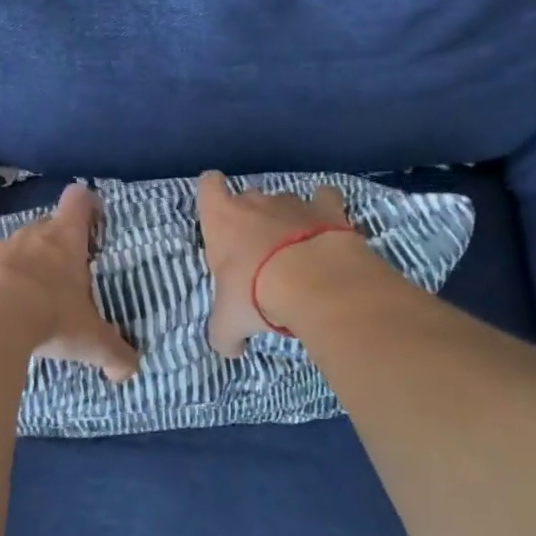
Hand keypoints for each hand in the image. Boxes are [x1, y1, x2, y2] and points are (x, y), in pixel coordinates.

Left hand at [0, 183, 139, 381]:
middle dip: (56, 246)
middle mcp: (32, 236)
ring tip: (31, 300)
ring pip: (17, 249)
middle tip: (67, 276)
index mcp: (65, 240)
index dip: (86, 204)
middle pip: (47, 226)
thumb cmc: (49, 316)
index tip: (93, 219)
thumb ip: (113, 352)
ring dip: (24, 267)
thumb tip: (130, 371)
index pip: (78, 200)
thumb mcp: (89, 340)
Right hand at [197, 170, 360, 356]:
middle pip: (248, 198)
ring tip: (297, 255)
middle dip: (252, 221)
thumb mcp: (228, 323)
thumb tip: (230, 349)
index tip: (219, 214)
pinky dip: (326, 211)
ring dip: (288, 222)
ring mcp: (292, 202)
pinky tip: (328, 232)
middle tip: (260, 256)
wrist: (313, 280)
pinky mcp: (328, 208)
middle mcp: (254, 201)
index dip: (212, 194)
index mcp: (221, 219)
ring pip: (284, 202)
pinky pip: (325, 199)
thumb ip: (224, 334)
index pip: (208, 186)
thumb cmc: (255, 293)